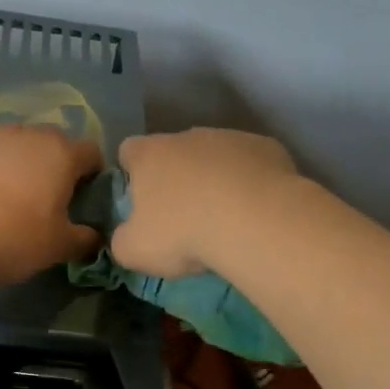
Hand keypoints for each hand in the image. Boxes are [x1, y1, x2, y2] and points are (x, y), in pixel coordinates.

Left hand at [0, 124, 103, 285]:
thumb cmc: (14, 238)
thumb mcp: (58, 247)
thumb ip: (84, 239)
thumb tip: (94, 237)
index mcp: (61, 152)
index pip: (92, 153)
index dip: (93, 176)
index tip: (84, 202)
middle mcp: (27, 135)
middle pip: (53, 144)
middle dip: (56, 167)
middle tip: (48, 202)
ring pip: (16, 148)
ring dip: (20, 167)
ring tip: (11, 201)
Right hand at [113, 128, 297, 276]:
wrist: (256, 222)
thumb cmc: (184, 233)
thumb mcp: (134, 251)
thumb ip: (121, 240)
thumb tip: (126, 237)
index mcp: (149, 154)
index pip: (128, 151)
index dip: (131, 173)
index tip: (140, 201)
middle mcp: (187, 137)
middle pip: (174, 152)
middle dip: (176, 178)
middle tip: (184, 217)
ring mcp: (230, 137)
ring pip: (215, 156)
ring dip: (215, 179)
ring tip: (225, 217)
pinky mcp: (268, 147)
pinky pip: (251, 164)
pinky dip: (249, 182)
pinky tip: (255, 210)